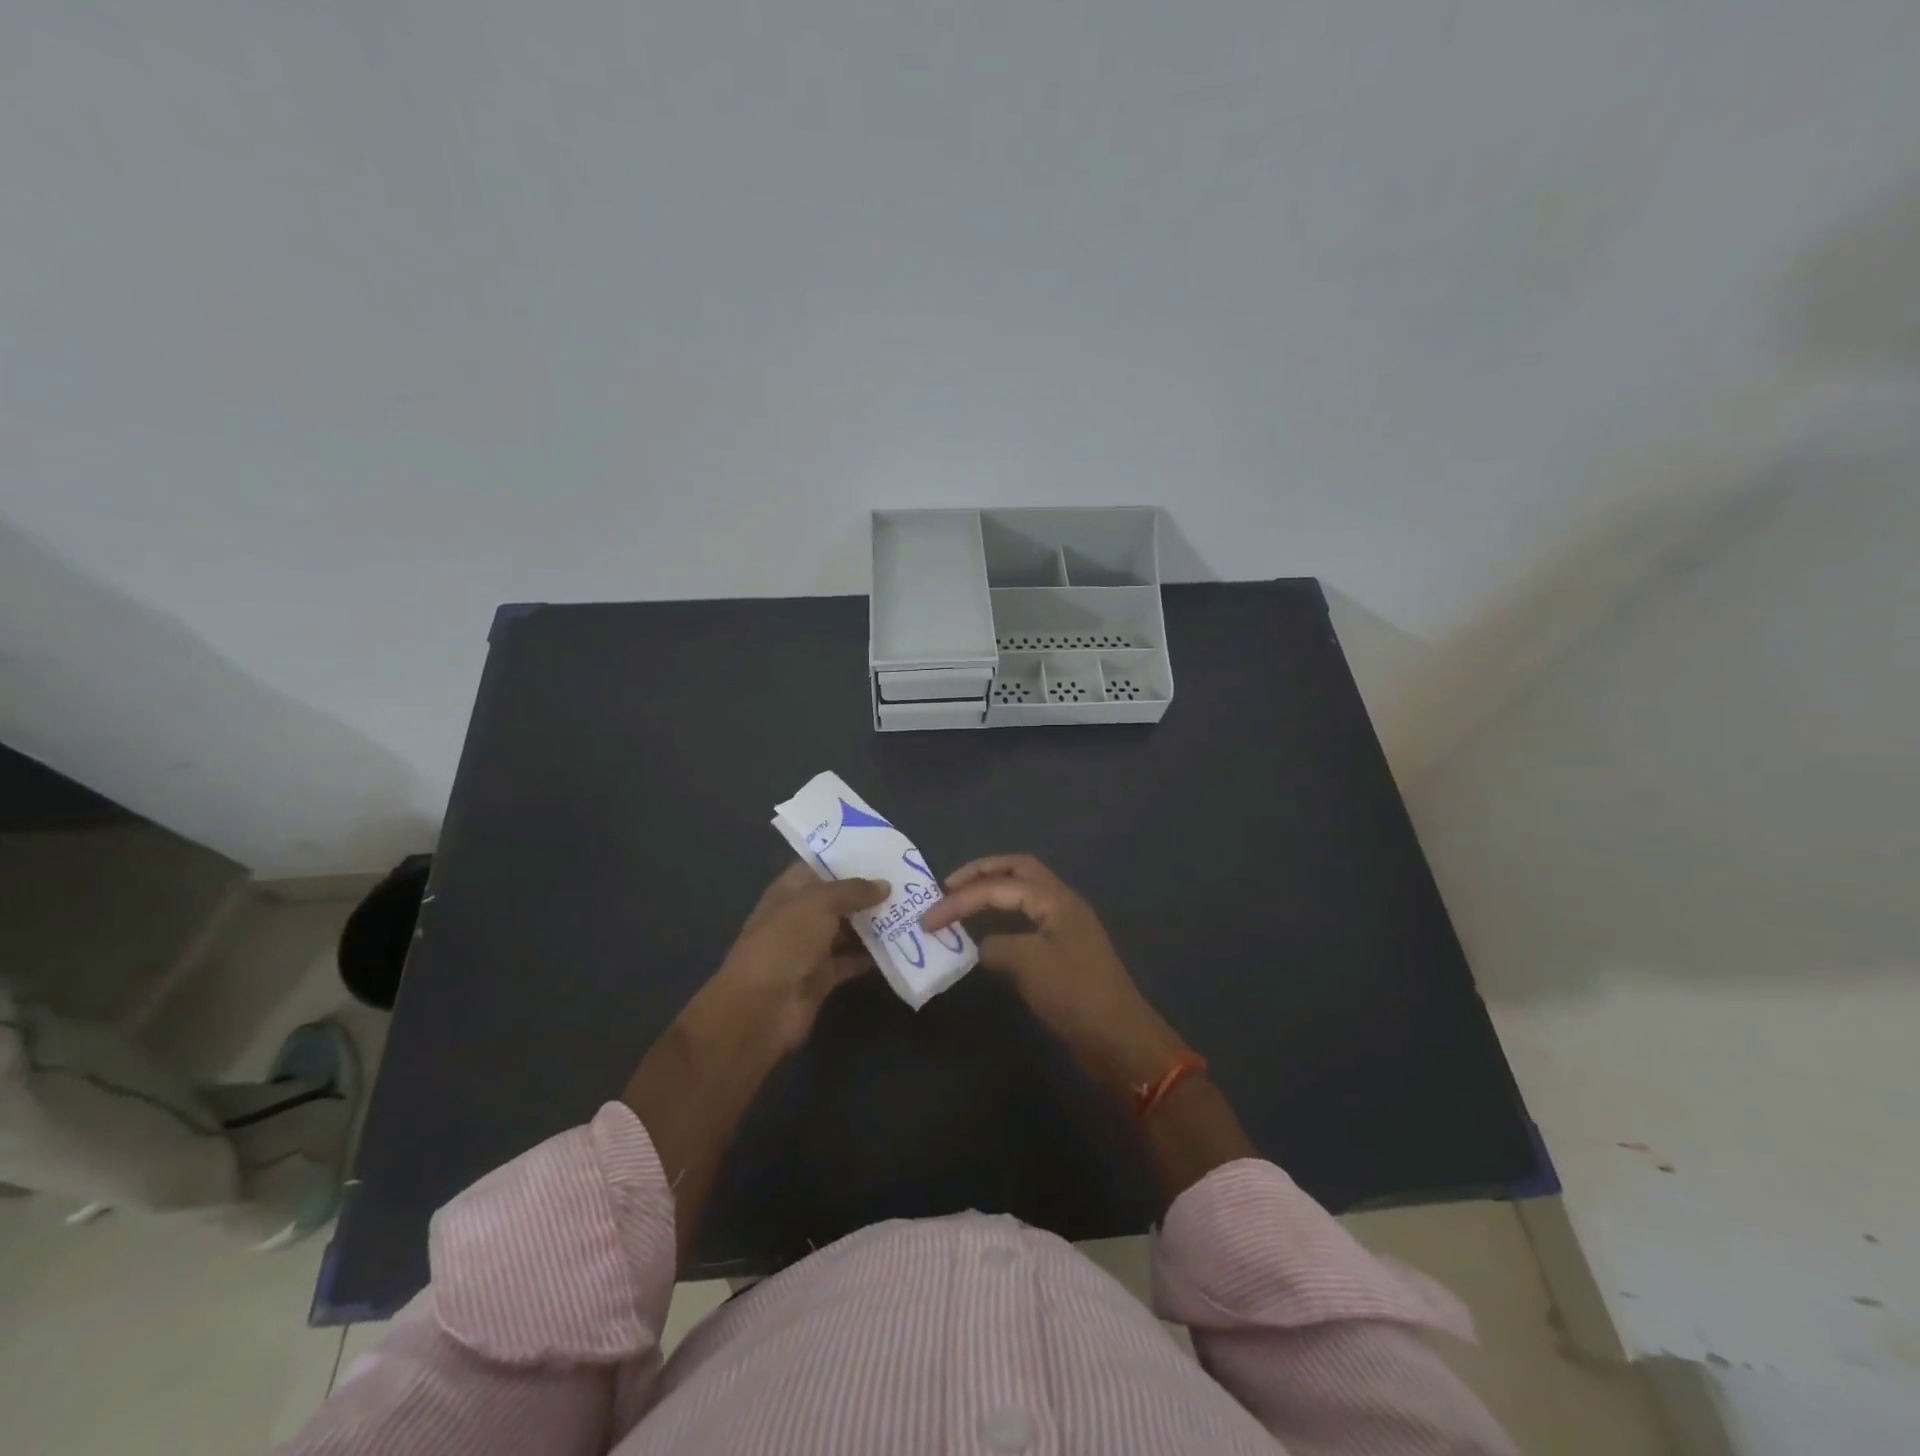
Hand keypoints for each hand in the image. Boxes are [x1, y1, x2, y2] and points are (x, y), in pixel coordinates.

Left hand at [686, 864, 888, 1055]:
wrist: (761, 1008)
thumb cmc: (785, 942)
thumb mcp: (819, 904)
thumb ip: (853, 890)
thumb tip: (884, 885)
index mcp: (789, 891)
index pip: (819, 867)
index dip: (847, 859)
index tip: (883, 853)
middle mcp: (800, 916)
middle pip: (838, 899)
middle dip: (868, 892)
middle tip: (907, 881)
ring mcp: (810, 948)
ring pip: (848, 930)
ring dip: (875, 923)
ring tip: (911, 909)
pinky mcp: (823, 977)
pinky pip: (852, 960)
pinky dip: (873, 955)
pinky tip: (902, 944)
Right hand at [920, 855, 1188, 1098]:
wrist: (1119, 1040)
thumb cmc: (1074, 996)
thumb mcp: (1028, 966)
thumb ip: (997, 946)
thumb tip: (985, 946)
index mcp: (1055, 899)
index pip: (998, 885)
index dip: (960, 899)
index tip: (928, 919)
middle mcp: (1062, 903)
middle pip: (1017, 870)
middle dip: (981, 873)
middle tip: (948, 886)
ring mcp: (1066, 926)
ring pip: (1024, 892)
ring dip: (993, 891)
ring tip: (962, 903)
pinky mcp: (1065, 950)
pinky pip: (1028, 917)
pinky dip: (1004, 917)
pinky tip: (987, 934)